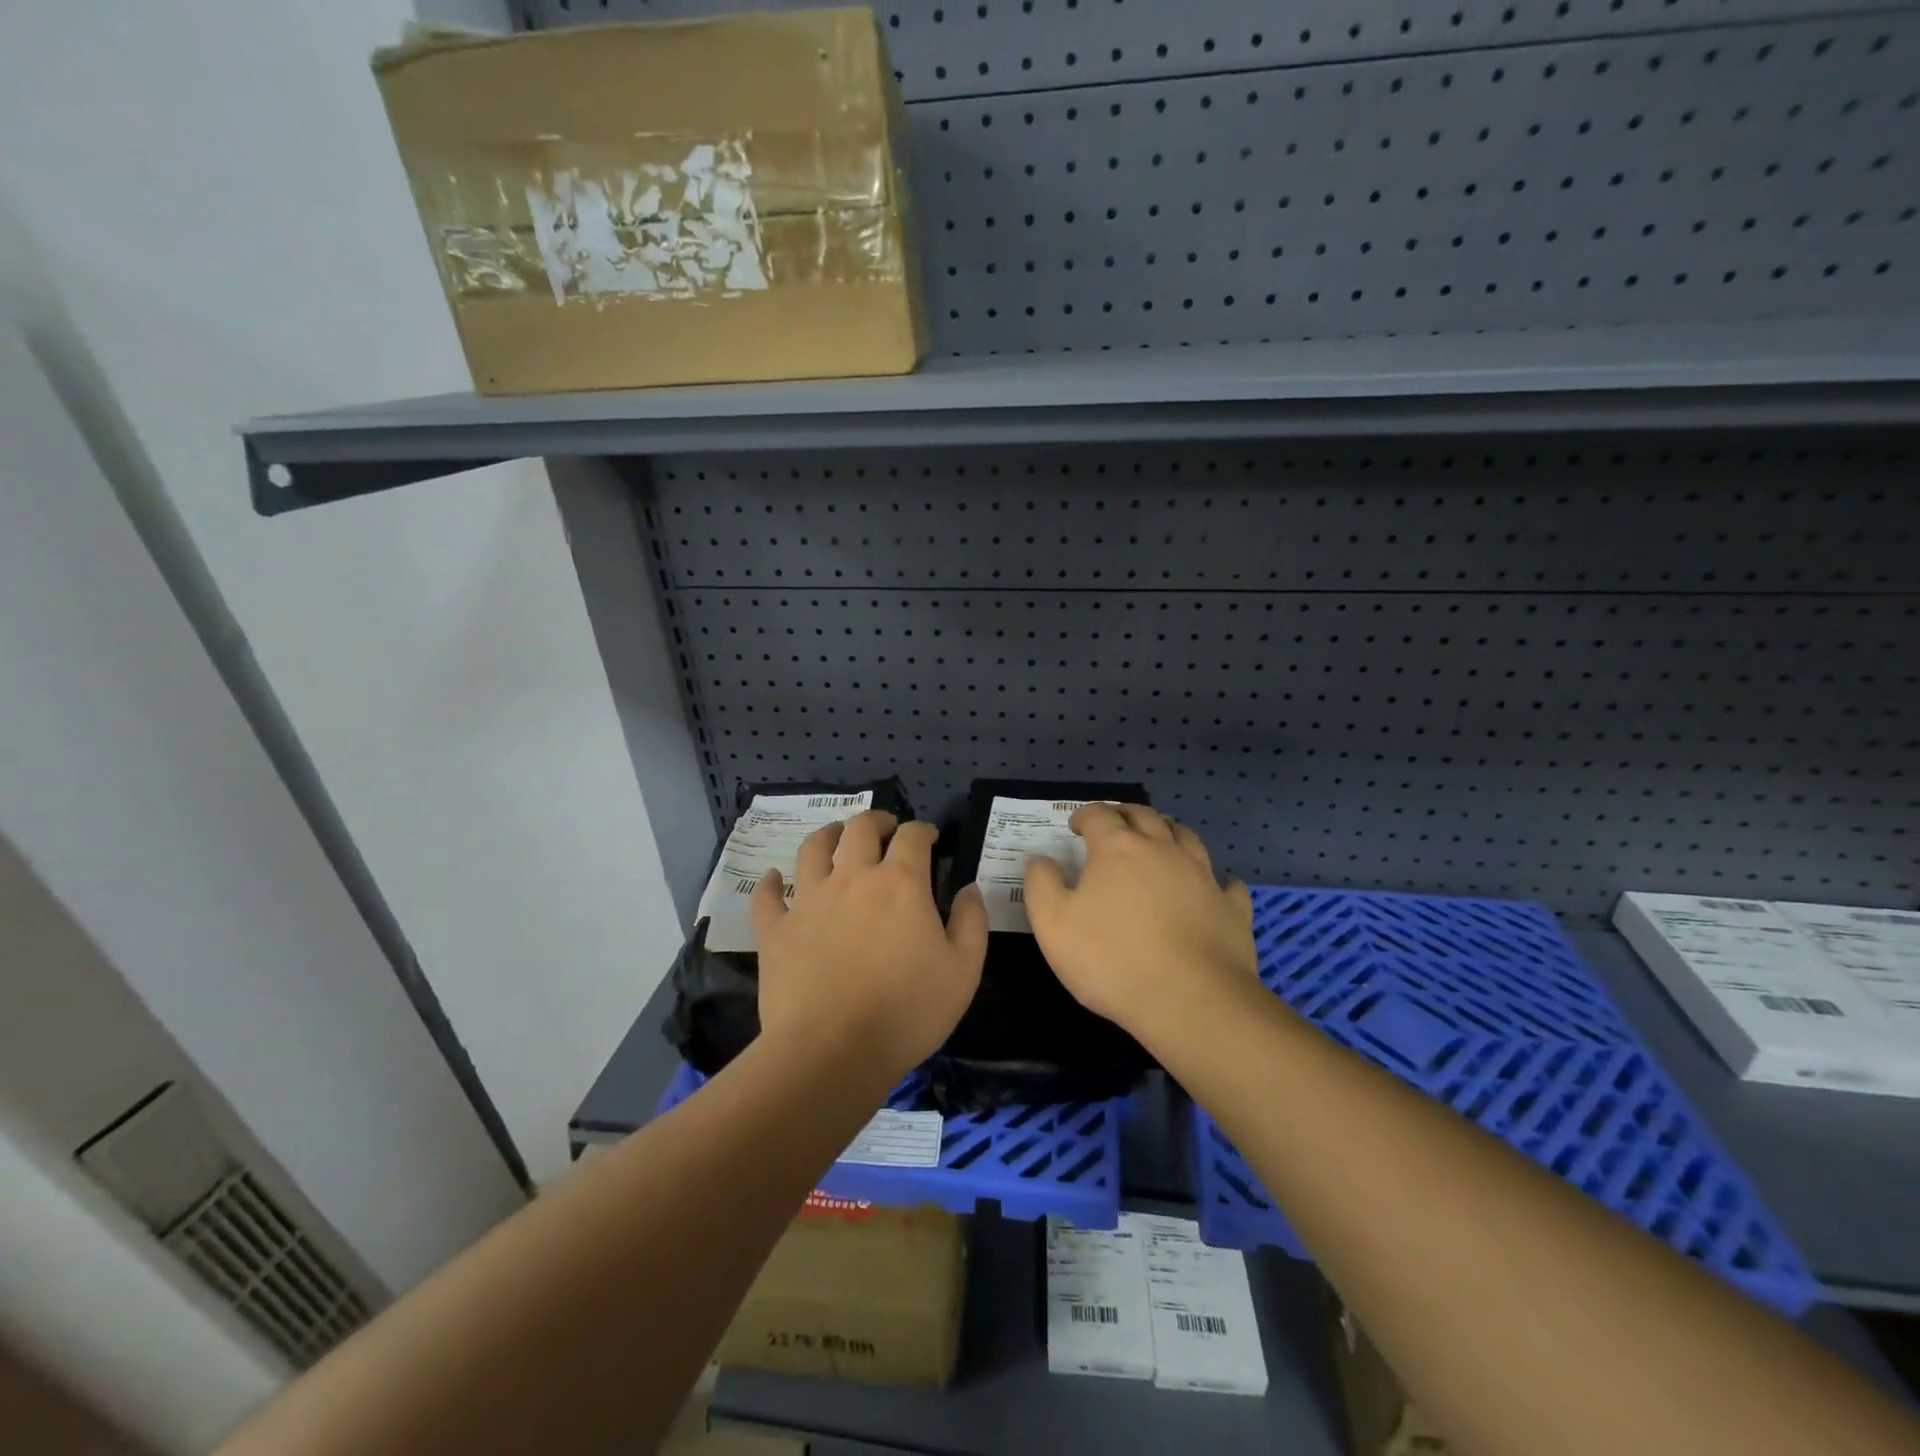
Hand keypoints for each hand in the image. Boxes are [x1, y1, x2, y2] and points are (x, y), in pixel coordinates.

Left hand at [752, 811, 986, 1086]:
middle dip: (876, 820)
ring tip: (834, 836)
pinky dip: (769, 883)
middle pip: (860, 829)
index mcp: (900, 883)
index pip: (913, 836)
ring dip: (826, 835)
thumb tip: (969, 888)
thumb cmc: (907, 1011)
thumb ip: (971, 922)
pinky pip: (767, 897)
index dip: (923, 830)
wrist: (833, 1051)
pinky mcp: (776, 930)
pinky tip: (773, 879)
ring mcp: (809, 901)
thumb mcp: (963, 970)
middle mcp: (852, 879)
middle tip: (885, 827)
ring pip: (812, 849)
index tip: (930, 837)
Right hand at [1023, 805, 1256, 1040]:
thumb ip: (1041, 884)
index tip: (1075, 826)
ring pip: (1186, 837)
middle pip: (1144, 816)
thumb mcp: (1052, 924)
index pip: (1100, 815)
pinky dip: (1215, 878)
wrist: (1190, 1001)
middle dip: (1125, 814)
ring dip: (1168, 832)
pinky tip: (1212, 886)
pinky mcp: (1231, 907)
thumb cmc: (1111, 959)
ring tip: (1159, 840)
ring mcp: (1203, 876)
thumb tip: (1041, 859)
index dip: (1085, 815)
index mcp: (1118, 849)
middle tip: (1114, 823)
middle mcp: (1163, 850)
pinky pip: (1226, 883)